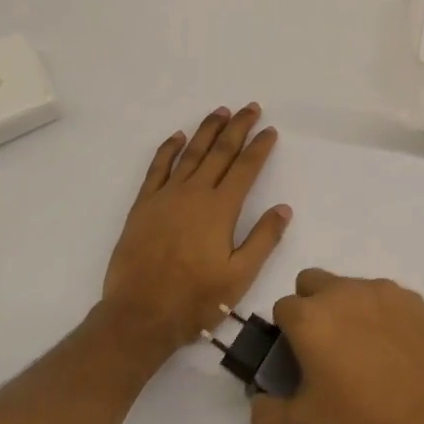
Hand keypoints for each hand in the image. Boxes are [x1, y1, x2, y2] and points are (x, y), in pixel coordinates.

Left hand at [100, 105, 290, 359]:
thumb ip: (263, 239)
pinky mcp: (143, 205)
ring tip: (220, 111)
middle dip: (237, 128)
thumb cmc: (195, 299)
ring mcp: (166, 197)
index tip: (270, 130)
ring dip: (207, 130)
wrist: (139, 315)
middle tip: (250, 108)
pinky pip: (157, 168)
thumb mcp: (239, 277)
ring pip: (191, 154)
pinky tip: (178, 137)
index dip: (259, 147)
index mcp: (220, 209)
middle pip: (220, 152)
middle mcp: (194, 194)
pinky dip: (168, 149)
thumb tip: (283, 208)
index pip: (245, 168)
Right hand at [249, 269, 423, 423]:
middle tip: (325, 352)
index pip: (282, 309)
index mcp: (309, 316)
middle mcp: (342, 291)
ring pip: (349, 287)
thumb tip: (260, 402)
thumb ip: (265, 415)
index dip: (285, 335)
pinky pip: (383, 297)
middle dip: (310, 308)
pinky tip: (392, 353)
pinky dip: (379, 316)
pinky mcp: (411, 299)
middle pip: (312, 283)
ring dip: (345, 309)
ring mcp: (380, 291)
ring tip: (363, 355)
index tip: (298, 362)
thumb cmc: (360, 423)